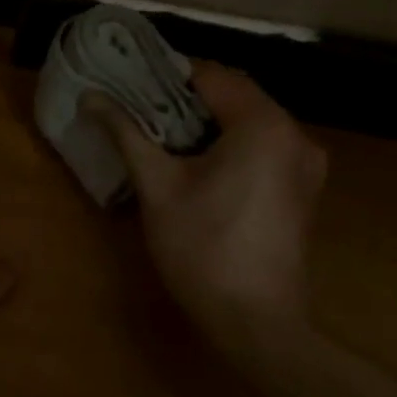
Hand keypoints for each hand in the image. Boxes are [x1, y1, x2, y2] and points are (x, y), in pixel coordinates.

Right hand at [86, 63, 325, 356]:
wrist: (254, 321)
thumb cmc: (201, 247)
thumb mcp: (157, 185)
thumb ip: (127, 133)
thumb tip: (91, 97)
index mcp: (263, 124)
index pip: (213, 76)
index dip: (169, 76)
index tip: (132, 85)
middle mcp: (295, 134)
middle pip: (236, 96)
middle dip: (188, 99)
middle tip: (141, 111)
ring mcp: (306, 164)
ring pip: (251, 122)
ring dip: (210, 122)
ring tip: (163, 137)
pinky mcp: (304, 189)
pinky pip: (264, 147)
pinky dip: (232, 144)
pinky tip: (200, 166)